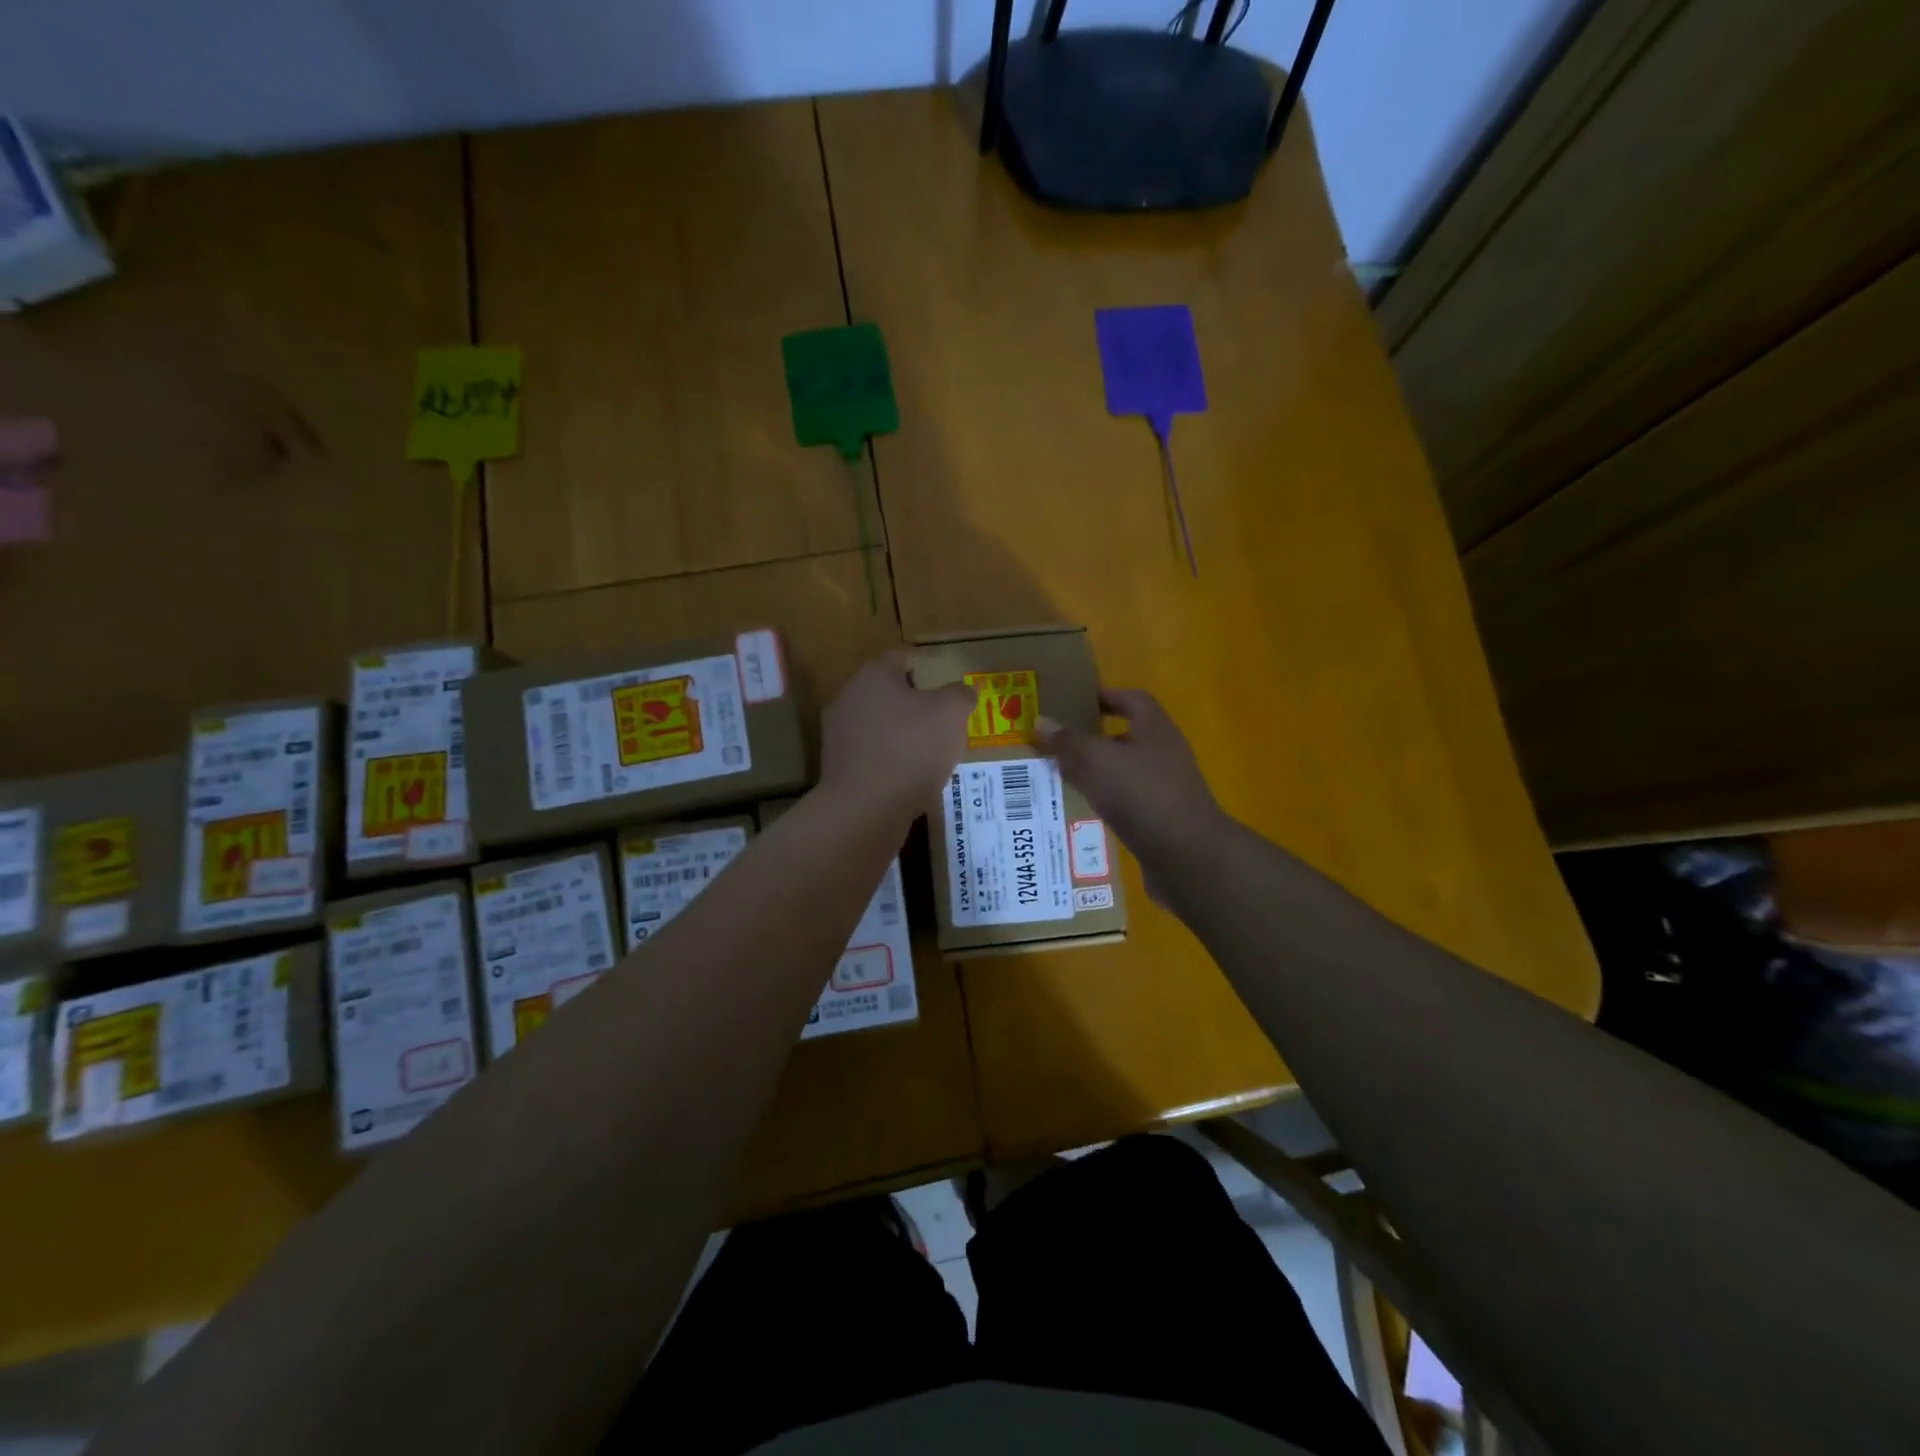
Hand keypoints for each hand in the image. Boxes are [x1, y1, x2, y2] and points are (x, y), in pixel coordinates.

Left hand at [820, 651, 976, 819]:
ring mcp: (839, 734)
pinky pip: (872, 754)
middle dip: (916, 704)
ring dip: (903, 734)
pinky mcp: (837, 767)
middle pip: (889, 692)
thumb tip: (962, 692)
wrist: (865, 809)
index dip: (928, 668)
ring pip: (879, 725)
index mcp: (874, 675)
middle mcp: (849, 697)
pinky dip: (891, 761)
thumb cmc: (911, 750)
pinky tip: (910, 778)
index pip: (902, 657)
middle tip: (944, 722)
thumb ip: (961, 695)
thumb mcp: (951, 714)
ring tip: (931, 754)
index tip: (947, 689)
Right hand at [1037, 689, 1224, 860]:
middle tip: (1056, 742)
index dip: (1105, 696)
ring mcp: (1164, 789)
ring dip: (1094, 772)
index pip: (1132, 699)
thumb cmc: (1142, 795)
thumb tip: (1041, 721)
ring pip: (1122, 772)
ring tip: (1058, 775)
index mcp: (1155, 729)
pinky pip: (1125, 802)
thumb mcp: (1097, 761)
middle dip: (1092, 738)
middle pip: (1125, 737)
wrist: (1186, 856)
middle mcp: (1164, 754)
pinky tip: (1080, 808)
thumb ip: (1068, 741)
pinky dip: (1103, 801)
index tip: (1074, 702)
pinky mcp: (1159, 820)